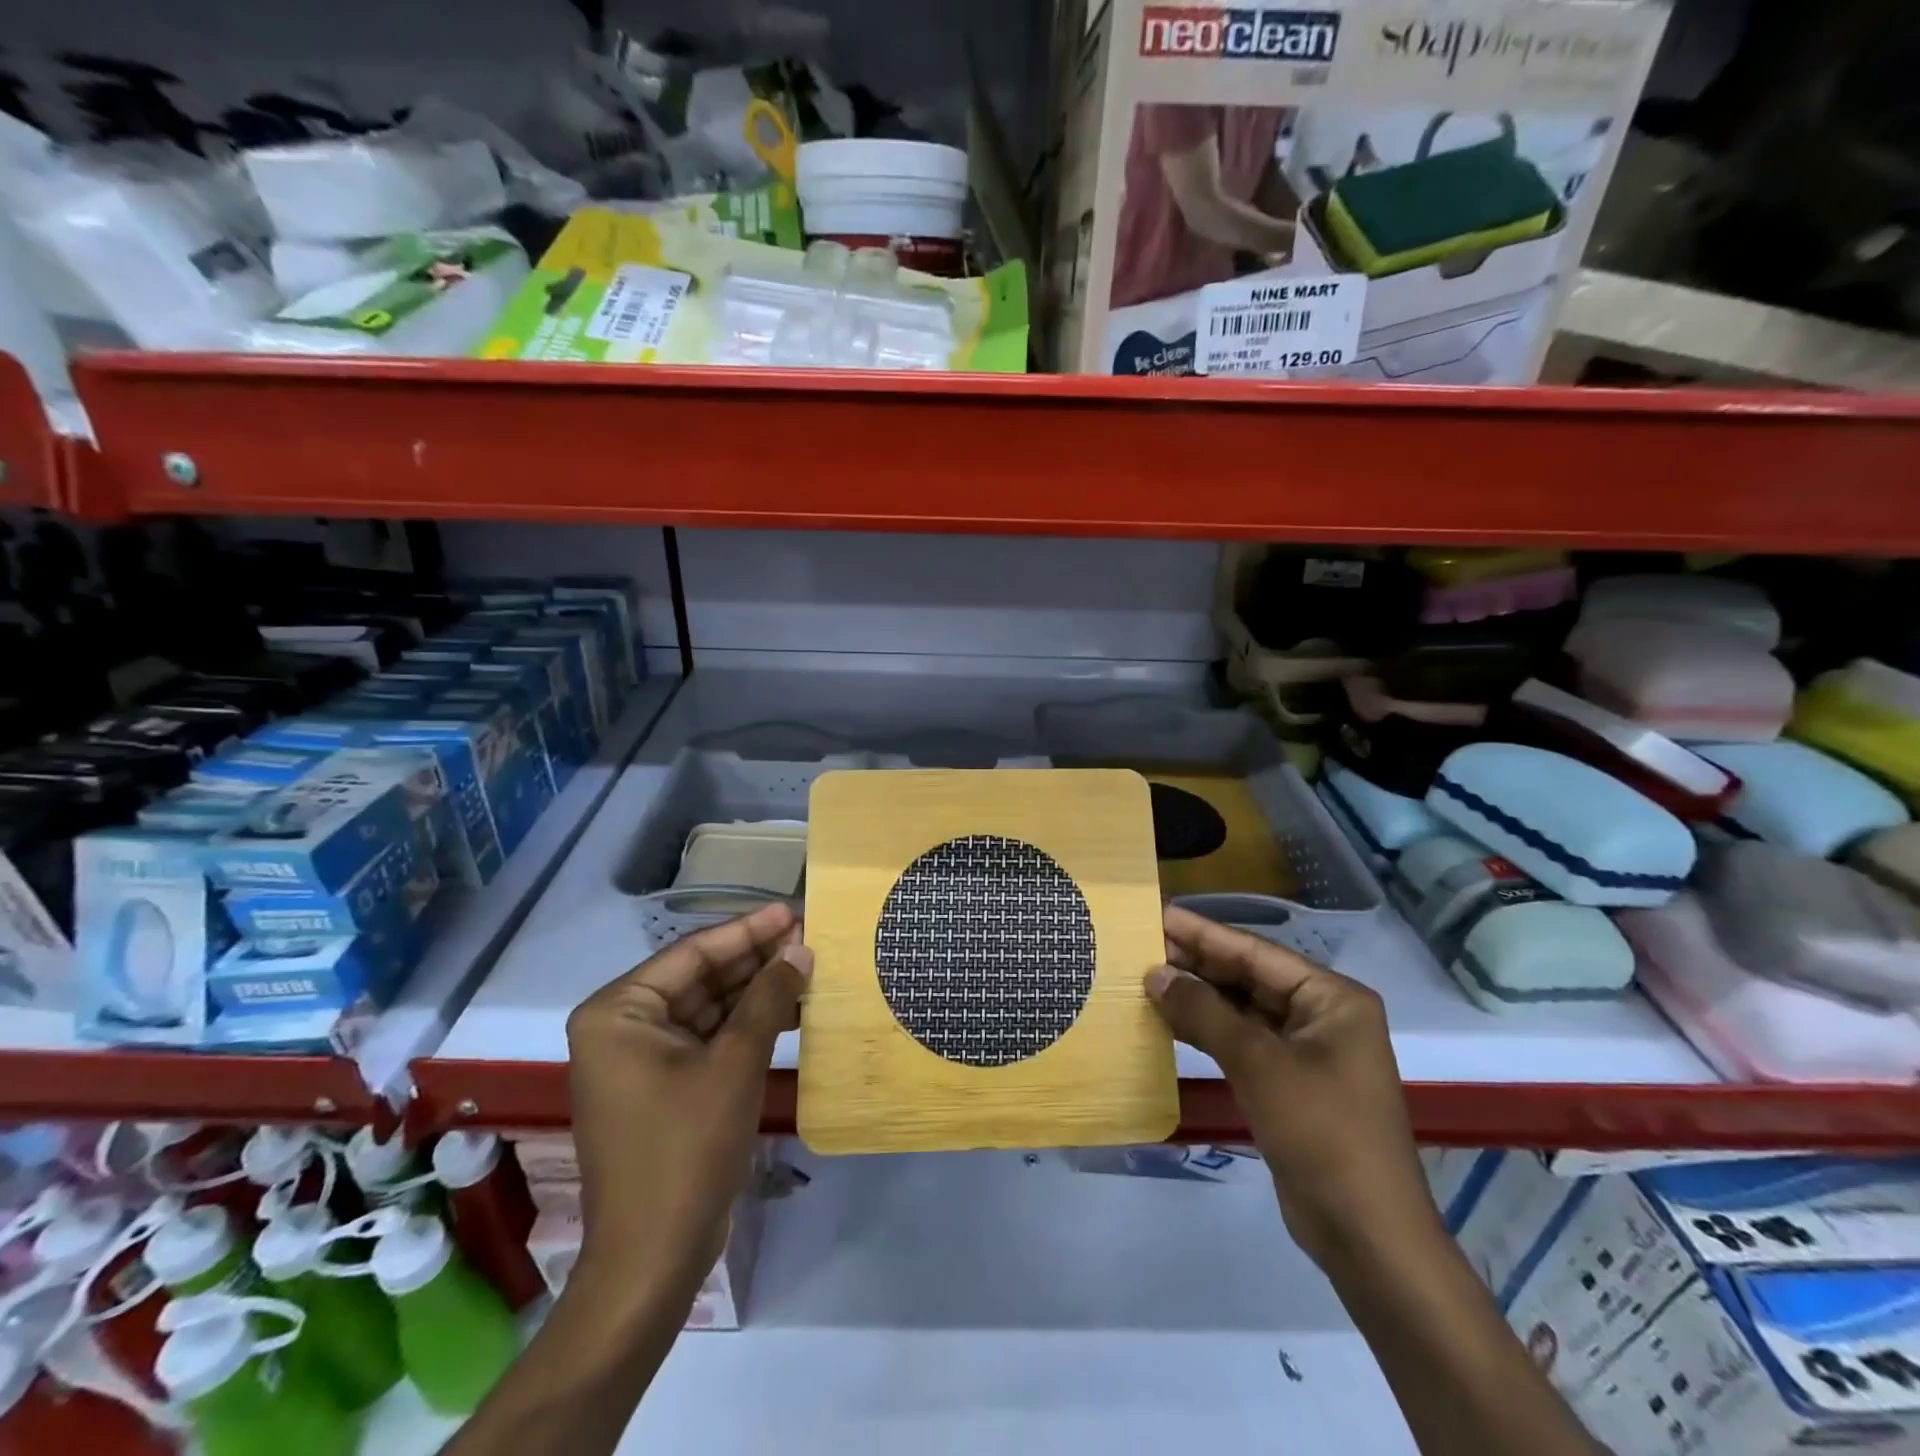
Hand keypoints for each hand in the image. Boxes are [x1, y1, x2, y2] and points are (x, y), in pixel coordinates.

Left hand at [565, 903, 808, 1294]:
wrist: (654, 1261)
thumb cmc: (686, 1149)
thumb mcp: (735, 1063)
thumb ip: (768, 998)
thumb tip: (801, 950)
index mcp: (618, 1012)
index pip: (693, 953)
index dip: (749, 930)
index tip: (794, 910)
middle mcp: (622, 1027)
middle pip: (700, 977)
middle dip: (756, 959)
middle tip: (809, 936)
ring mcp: (641, 1059)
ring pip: (709, 1007)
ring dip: (756, 991)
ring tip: (809, 968)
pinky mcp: (663, 1086)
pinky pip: (708, 1038)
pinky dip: (747, 1025)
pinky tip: (791, 1011)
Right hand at [1145, 905, 1439, 1269]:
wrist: (1366, 1234)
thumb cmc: (1321, 1132)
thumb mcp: (1258, 1063)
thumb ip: (1204, 1012)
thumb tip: (1155, 973)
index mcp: (1331, 998)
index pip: (1256, 952)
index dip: (1204, 933)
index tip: (1159, 912)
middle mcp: (1321, 1015)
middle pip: (1248, 976)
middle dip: (1197, 962)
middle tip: (1142, 942)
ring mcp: (1305, 1050)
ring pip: (1242, 1009)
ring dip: (1198, 996)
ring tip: (1146, 975)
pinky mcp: (1288, 1082)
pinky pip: (1242, 1041)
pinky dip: (1207, 1030)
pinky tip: (1168, 1019)